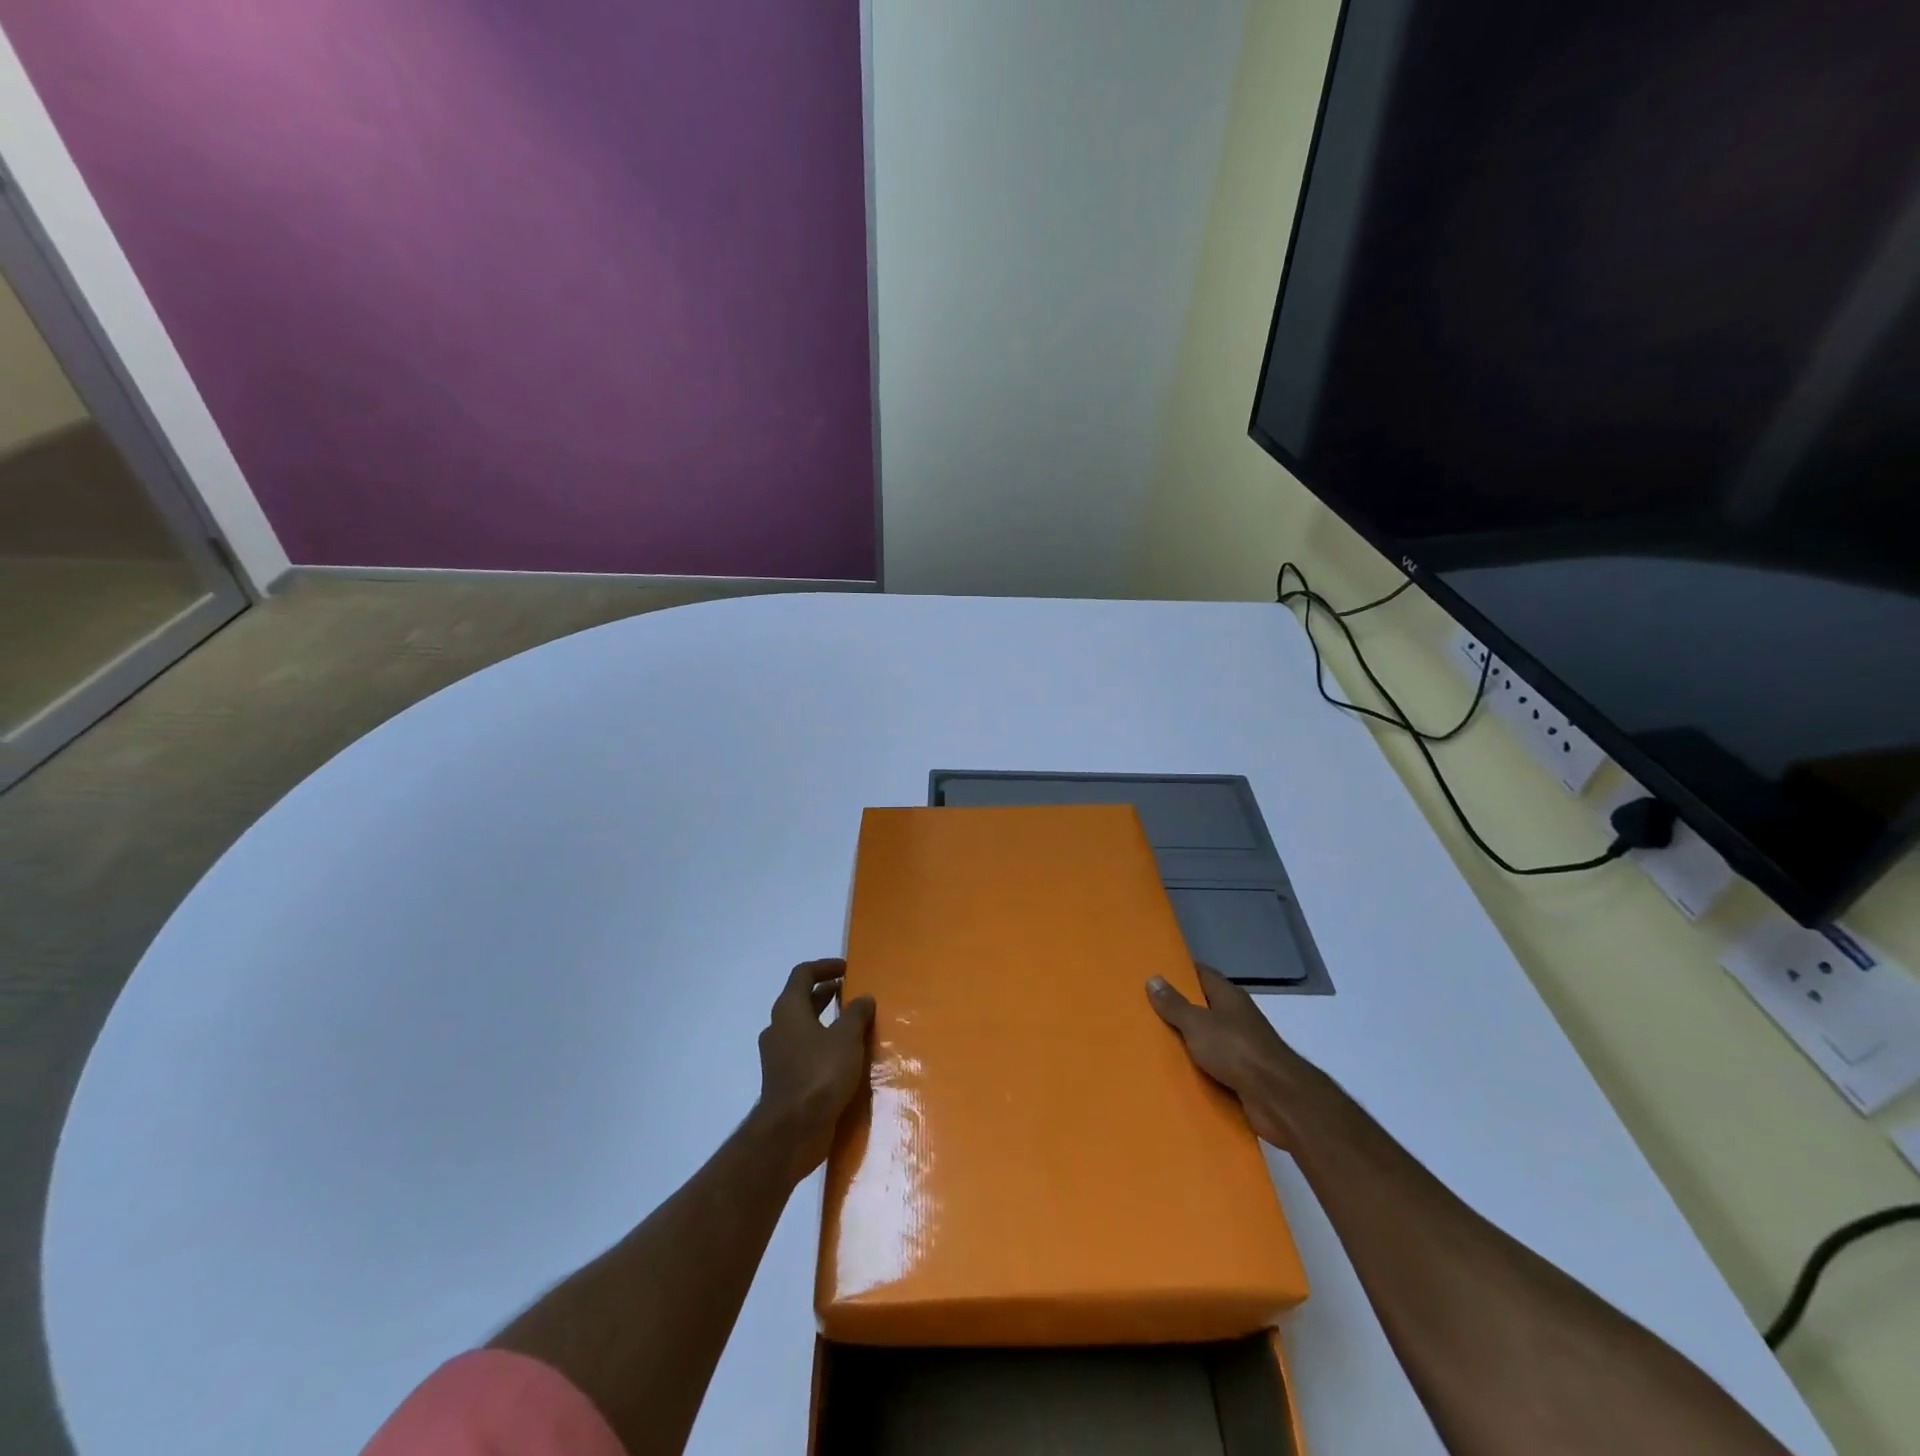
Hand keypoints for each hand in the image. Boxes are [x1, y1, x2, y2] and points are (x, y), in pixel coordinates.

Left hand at [752, 959, 874, 1181]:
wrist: (792, 1131)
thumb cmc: (820, 1074)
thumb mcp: (847, 1038)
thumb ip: (856, 1013)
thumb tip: (863, 997)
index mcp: (789, 1009)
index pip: (803, 974)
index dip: (825, 966)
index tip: (847, 968)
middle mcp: (778, 1028)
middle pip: (801, 1000)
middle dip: (827, 994)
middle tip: (852, 994)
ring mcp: (778, 1056)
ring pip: (803, 1027)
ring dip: (826, 1021)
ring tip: (854, 1025)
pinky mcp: (784, 1080)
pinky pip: (804, 1052)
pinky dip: (823, 1045)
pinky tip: (845, 1058)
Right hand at [1147, 963, 1313, 1147]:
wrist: (1277, 1098)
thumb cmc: (1236, 1050)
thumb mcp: (1197, 1023)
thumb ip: (1174, 1004)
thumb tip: (1153, 978)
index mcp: (1229, 997)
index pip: (1202, 974)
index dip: (1180, 972)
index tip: (1156, 973)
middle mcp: (1237, 1017)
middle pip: (1204, 1007)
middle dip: (1179, 1009)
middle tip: (1146, 1010)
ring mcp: (1243, 1047)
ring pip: (1209, 1039)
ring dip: (1188, 1042)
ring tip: (1154, 1042)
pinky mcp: (1245, 1075)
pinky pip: (1215, 1067)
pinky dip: (1199, 1069)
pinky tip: (1177, 1073)